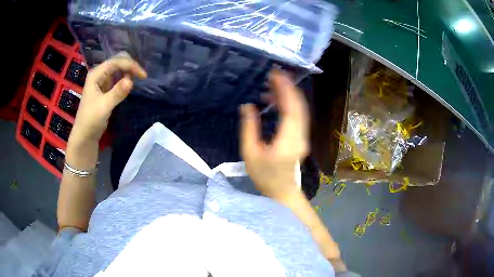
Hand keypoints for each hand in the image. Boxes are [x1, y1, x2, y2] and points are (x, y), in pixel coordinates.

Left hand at [69, 53, 146, 143]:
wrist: (85, 135)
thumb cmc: (91, 120)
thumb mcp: (104, 106)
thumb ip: (117, 93)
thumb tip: (131, 81)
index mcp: (96, 74)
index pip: (116, 62)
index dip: (130, 65)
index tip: (143, 76)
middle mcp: (99, 73)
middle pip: (118, 61)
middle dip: (130, 66)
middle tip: (141, 77)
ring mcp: (102, 80)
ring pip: (118, 69)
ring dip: (128, 72)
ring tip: (136, 81)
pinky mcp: (105, 88)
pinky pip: (117, 78)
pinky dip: (125, 79)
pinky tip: (129, 85)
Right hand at [240, 71, 308, 199]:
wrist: (282, 192)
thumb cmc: (265, 176)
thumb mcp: (250, 153)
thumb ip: (249, 128)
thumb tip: (248, 106)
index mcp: (288, 139)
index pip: (291, 108)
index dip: (285, 89)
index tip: (275, 74)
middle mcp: (300, 135)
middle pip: (299, 105)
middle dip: (288, 87)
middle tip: (274, 74)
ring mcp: (303, 136)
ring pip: (299, 110)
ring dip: (288, 95)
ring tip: (271, 85)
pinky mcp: (301, 137)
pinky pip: (297, 116)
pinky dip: (288, 105)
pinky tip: (275, 101)